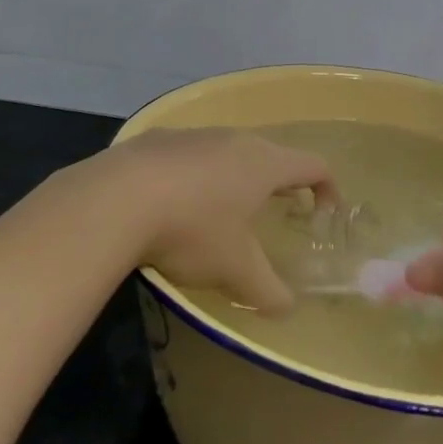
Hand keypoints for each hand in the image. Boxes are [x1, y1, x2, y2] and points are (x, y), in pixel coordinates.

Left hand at [78, 128, 335, 312]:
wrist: (115, 198)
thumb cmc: (192, 229)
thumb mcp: (235, 270)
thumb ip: (268, 290)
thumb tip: (287, 308)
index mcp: (264, 164)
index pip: (314, 164)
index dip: (327, 187)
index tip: (324, 212)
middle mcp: (234, 139)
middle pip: (271, 154)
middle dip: (279, 182)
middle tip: (276, 212)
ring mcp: (194, 135)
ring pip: (227, 151)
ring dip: (235, 177)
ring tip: (222, 211)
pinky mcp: (157, 139)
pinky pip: (189, 155)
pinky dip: (195, 176)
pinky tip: (173, 204)